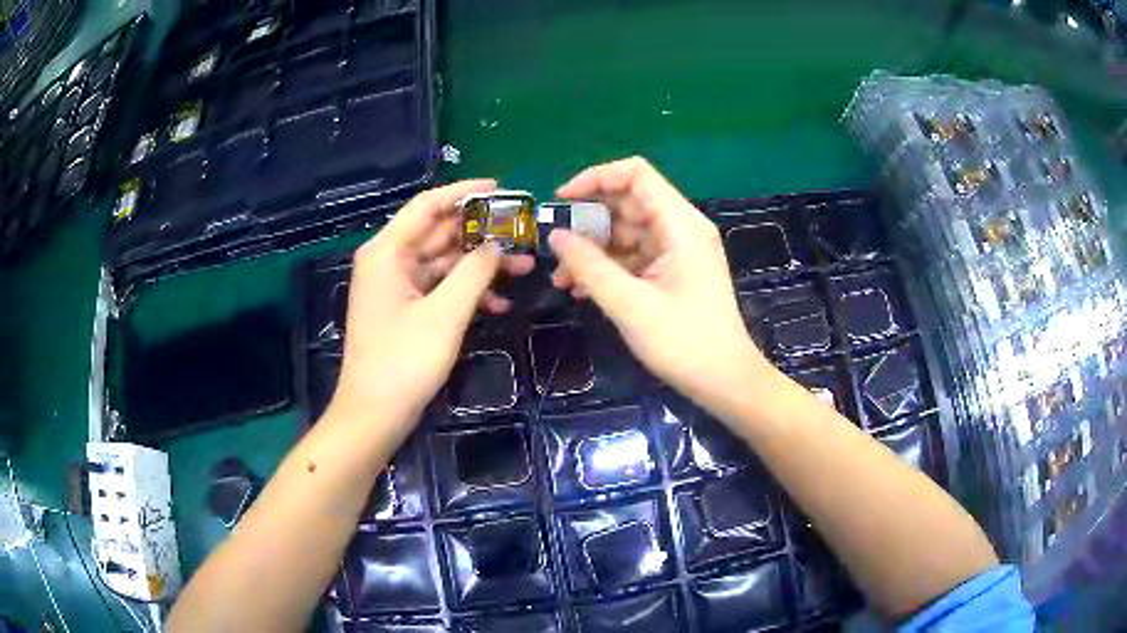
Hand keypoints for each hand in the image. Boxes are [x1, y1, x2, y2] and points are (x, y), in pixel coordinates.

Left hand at [329, 180, 533, 438]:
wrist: (374, 413)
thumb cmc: (403, 361)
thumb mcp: (445, 313)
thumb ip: (475, 272)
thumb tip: (498, 245)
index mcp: (388, 251)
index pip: (429, 205)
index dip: (465, 193)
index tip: (501, 189)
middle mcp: (389, 261)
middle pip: (439, 233)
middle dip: (482, 235)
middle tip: (523, 234)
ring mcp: (396, 286)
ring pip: (444, 262)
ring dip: (480, 267)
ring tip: (524, 270)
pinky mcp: (405, 308)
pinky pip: (440, 288)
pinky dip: (466, 293)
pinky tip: (499, 305)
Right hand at [549, 157, 775, 414]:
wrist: (725, 381)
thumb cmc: (685, 343)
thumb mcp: (630, 304)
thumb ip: (589, 266)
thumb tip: (555, 235)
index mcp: (680, 224)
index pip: (636, 174)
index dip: (596, 178)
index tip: (562, 202)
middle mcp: (680, 228)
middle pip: (628, 203)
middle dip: (589, 221)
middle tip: (557, 249)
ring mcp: (677, 251)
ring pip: (627, 232)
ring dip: (593, 250)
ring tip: (562, 279)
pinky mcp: (673, 272)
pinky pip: (634, 256)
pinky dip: (608, 267)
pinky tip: (582, 289)